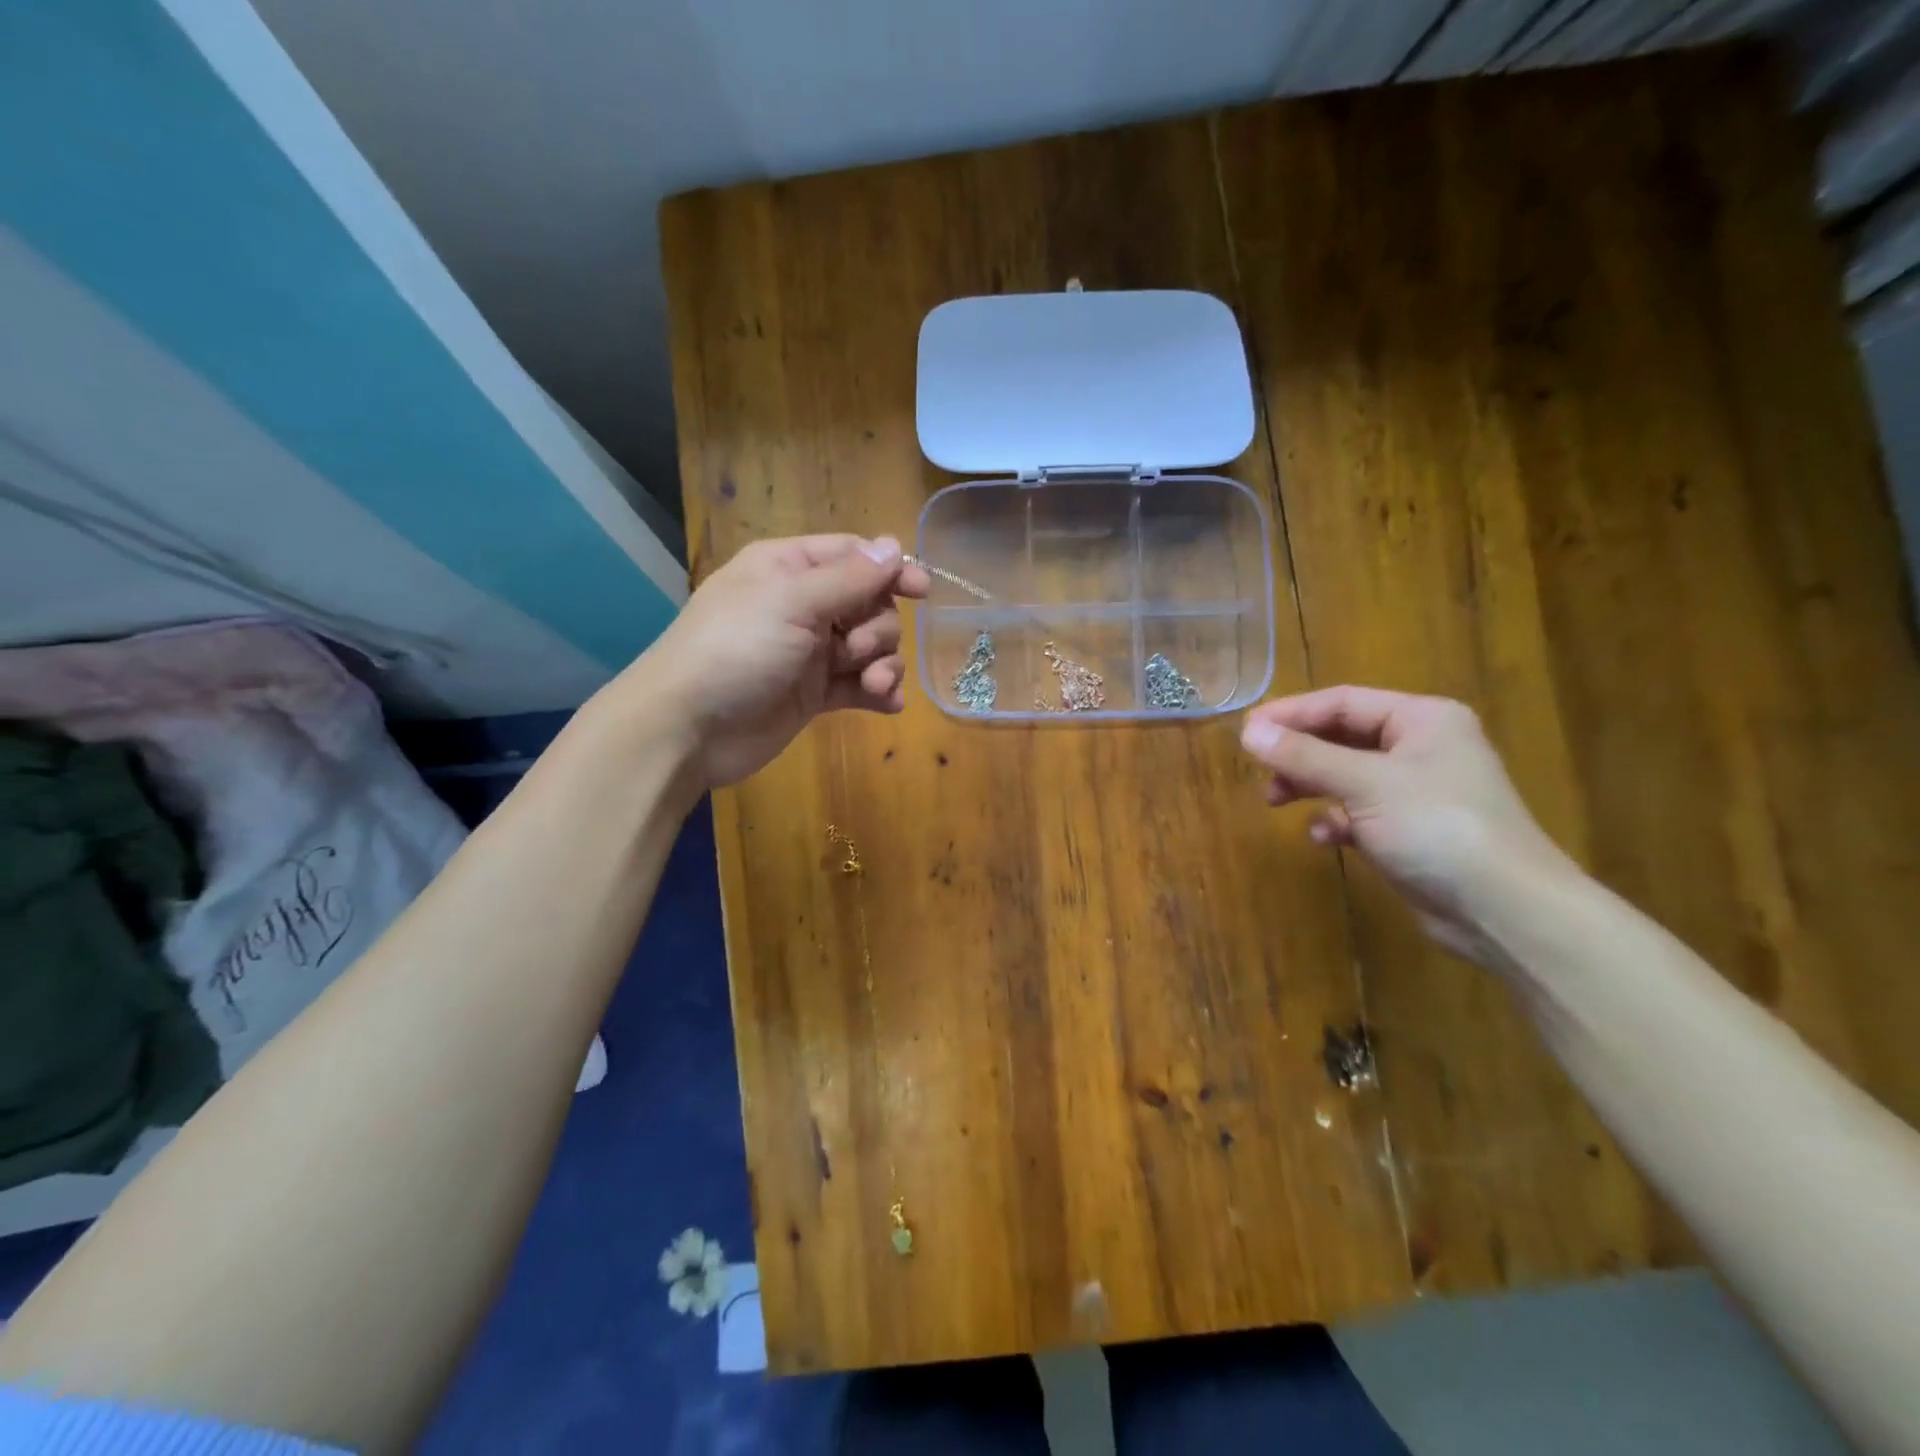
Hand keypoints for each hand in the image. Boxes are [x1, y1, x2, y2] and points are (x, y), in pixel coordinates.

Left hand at [624, 533, 928, 789]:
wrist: (688, 728)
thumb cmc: (735, 650)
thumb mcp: (791, 602)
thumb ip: (848, 578)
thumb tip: (893, 546)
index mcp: (789, 568)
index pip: (853, 556)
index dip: (889, 570)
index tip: (921, 591)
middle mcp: (803, 606)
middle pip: (869, 604)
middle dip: (876, 628)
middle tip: (853, 649)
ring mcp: (810, 653)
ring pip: (870, 647)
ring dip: (882, 664)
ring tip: (871, 685)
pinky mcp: (815, 695)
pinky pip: (860, 686)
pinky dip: (878, 693)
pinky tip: (886, 704)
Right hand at [1240, 687, 1573, 961]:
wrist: (1504, 910)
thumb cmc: (1437, 827)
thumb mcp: (1365, 784)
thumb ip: (1304, 756)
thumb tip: (1248, 733)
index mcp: (1421, 720)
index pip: (1342, 702)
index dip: (1291, 713)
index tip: (1246, 731)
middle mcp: (1420, 747)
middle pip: (1341, 737)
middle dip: (1297, 753)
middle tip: (1257, 767)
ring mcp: (1415, 790)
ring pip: (1344, 775)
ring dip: (1309, 785)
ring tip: (1274, 801)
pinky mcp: (1408, 829)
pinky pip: (1357, 811)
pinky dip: (1335, 819)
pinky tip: (1324, 838)